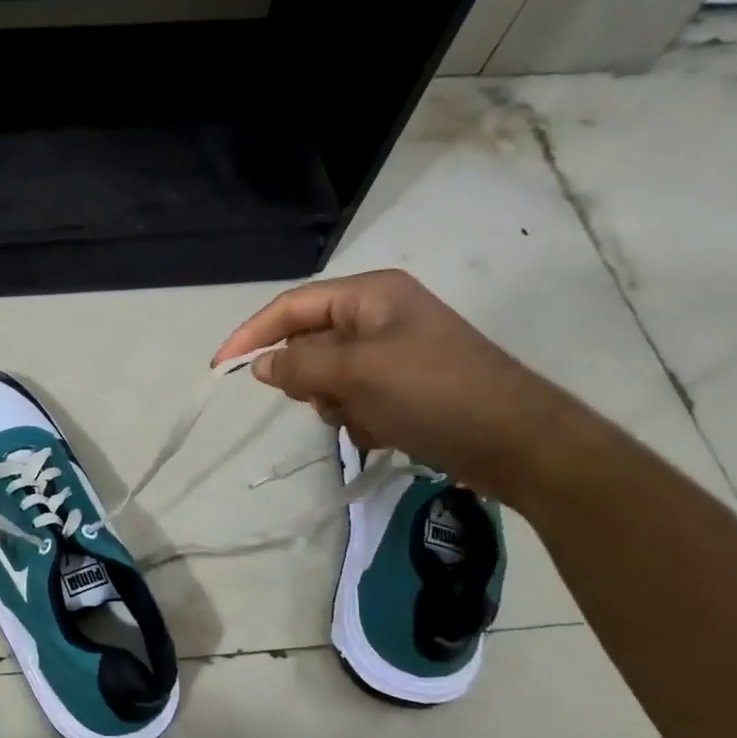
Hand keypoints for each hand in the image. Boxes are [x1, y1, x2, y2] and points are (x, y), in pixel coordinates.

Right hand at [213, 270, 575, 502]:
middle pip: (308, 342)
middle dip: (309, 377)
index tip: (221, 368)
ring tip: (364, 418)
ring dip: (334, 403)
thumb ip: (299, 363)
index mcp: (370, 295)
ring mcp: (392, 354)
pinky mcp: (402, 388)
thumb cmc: (433, 392)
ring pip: (327, 376)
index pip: (291, 306)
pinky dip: (357, 418)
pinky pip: (353, 399)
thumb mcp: (356, 372)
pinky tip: (383, 431)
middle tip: (324, 398)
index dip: (252, 334)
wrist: (514, 441)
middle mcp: (378, 317)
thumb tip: (261, 365)